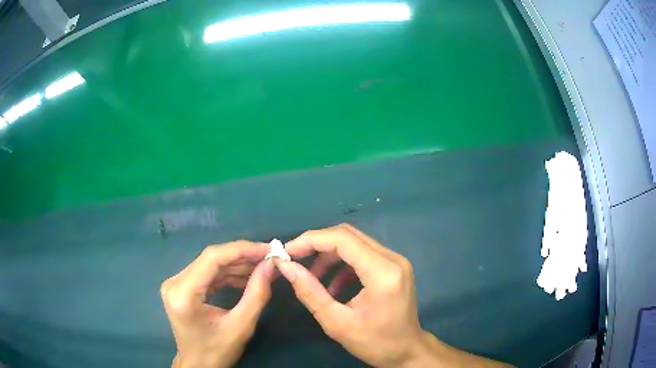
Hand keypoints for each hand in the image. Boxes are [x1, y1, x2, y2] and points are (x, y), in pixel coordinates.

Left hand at [160, 241, 273, 367]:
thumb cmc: (217, 351)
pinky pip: (207, 274)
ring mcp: (175, 283)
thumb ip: (257, 294)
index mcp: (183, 293)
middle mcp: (174, 282)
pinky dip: (227, 274)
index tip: (268, 249)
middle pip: (211, 259)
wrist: (198, 365)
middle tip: (269, 257)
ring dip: (236, 265)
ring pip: (210, 264)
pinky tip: (246, 277)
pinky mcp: (181, 287)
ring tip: (262, 267)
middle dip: (242, 256)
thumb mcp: (241, 326)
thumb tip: (270, 265)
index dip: (242, 249)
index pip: (212, 258)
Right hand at [276, 224, 423, 366]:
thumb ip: (309, 292)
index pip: (343, 239)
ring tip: (311, 276)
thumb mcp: (336, 322)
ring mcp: (395, 260)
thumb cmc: (374, 343)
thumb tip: (286, 266)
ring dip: (328, 255)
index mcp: (382, 272)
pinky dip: (342, 264)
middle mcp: (392, 258)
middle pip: (348, 235)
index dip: (311, 240)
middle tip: (294, 259)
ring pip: (355, 242)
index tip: (287, 252)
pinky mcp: (393, 266)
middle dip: (317, 244)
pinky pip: (362, 254)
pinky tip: (332, 285)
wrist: (406, 351)